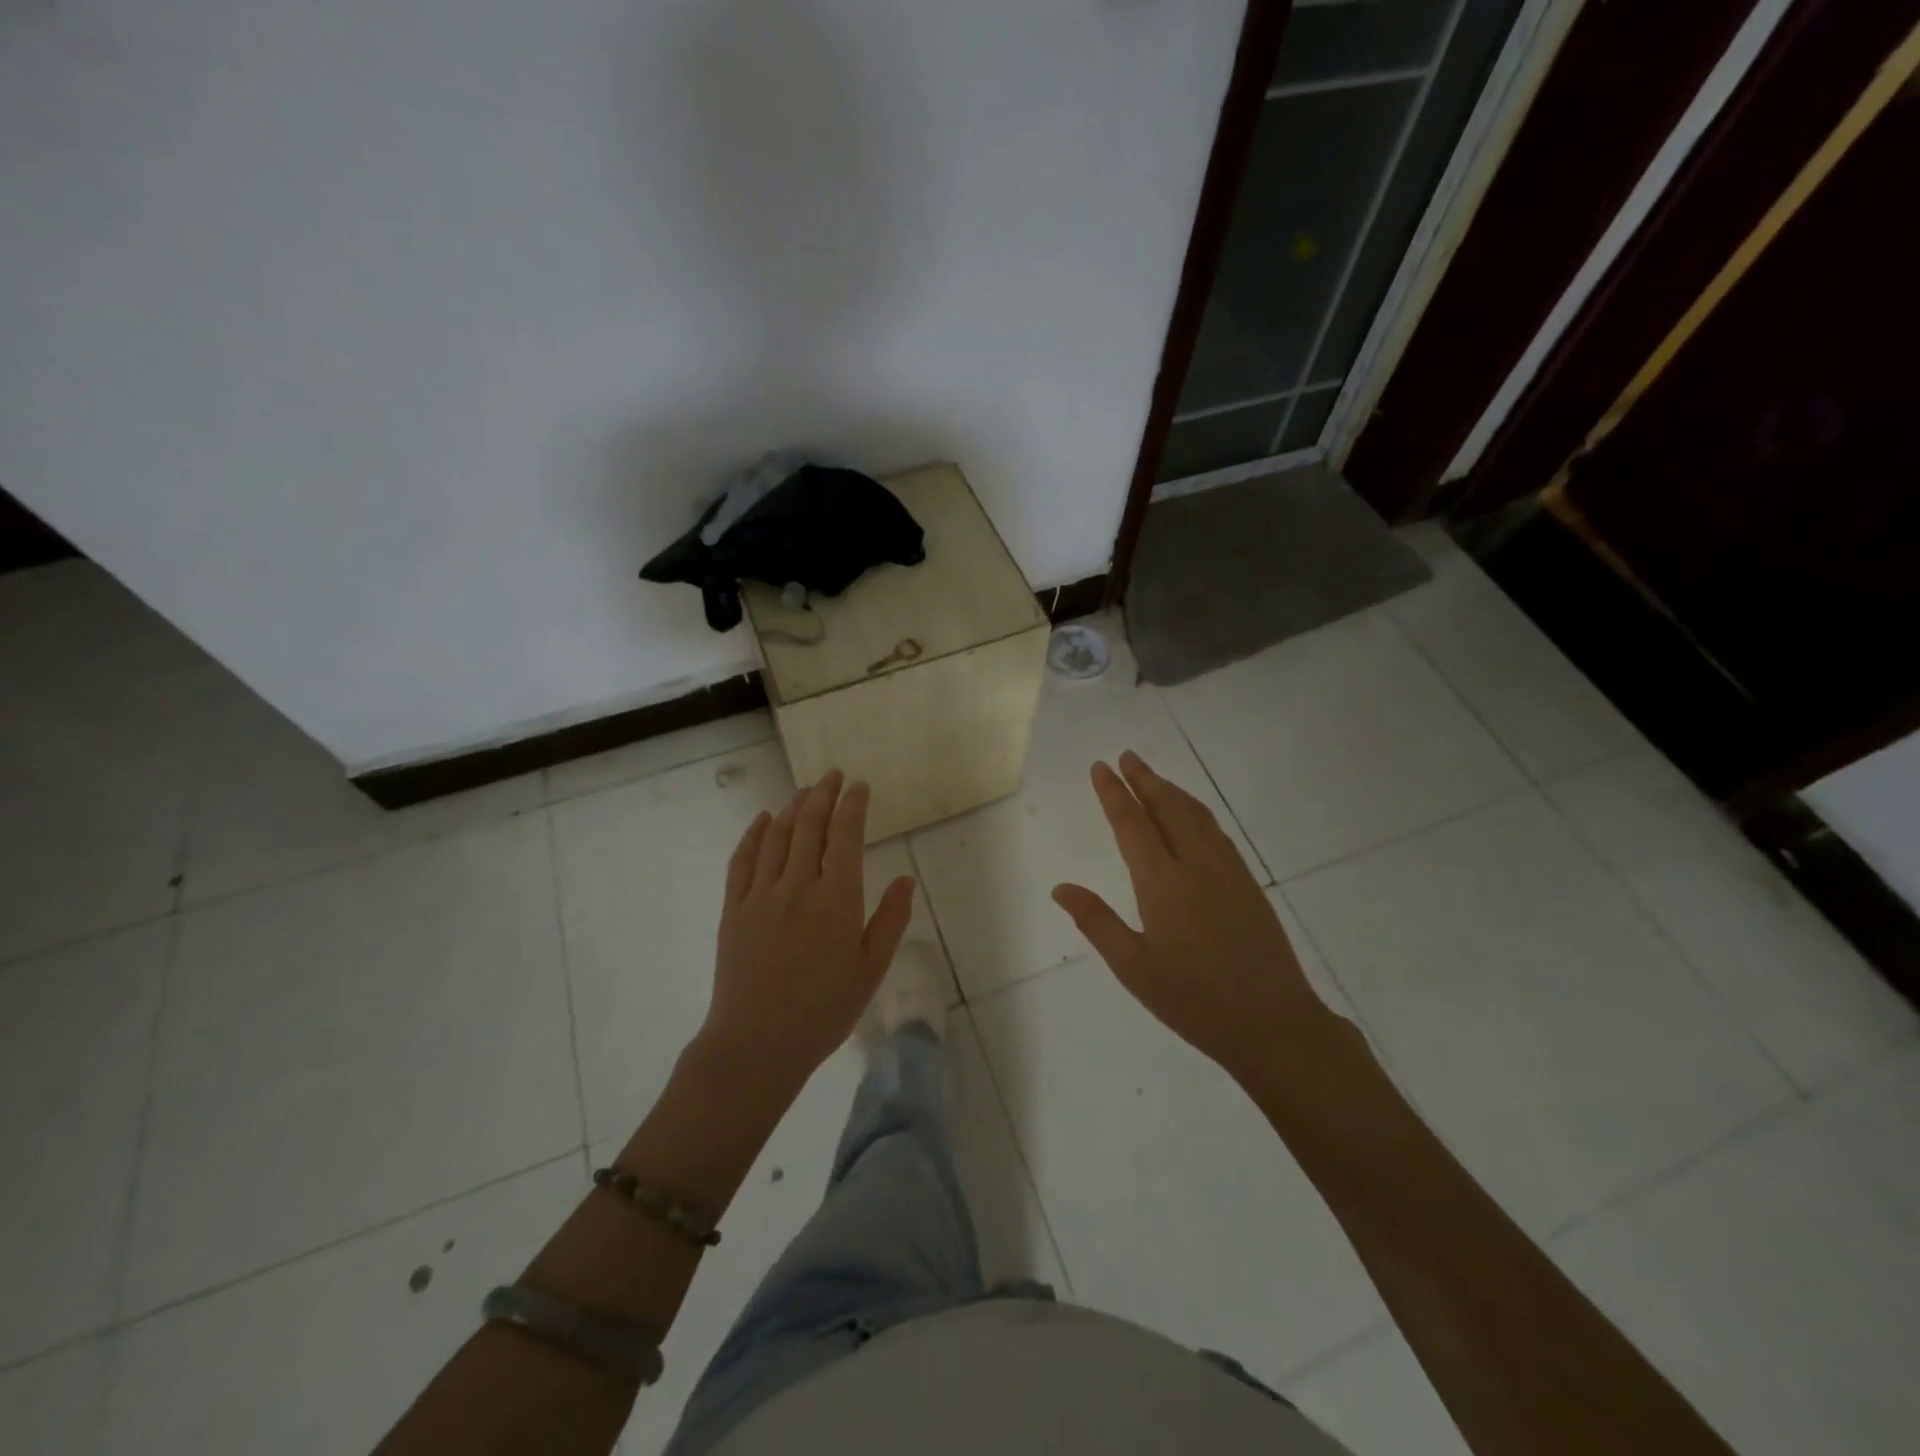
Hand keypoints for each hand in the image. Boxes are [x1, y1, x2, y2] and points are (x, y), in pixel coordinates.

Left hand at [702, 771, 917, 1084]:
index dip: (853, 805)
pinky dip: (754, 833)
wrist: (757, 1044)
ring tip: (805, 791)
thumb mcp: (870, 970)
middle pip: (810, 825)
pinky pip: (742, 859)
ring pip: (778, 835)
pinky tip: (763, 818)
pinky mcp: (733, 908)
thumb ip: (890, 921)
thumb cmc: (823, 1011)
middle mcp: (798, 886)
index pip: (845, 835)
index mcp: (837, 900)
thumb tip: (906, 880)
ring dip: (793, 807)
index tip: (859, 786)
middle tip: (833, 775)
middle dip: (824, 794)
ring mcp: (761, 894)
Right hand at [1051, 752, 1337, 1083]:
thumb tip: (1061, 888)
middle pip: (1167, 808)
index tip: (1100, 767)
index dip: (1113, 793)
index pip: (1132, 824)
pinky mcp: (1248, 883)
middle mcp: (1196, 865)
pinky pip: (1216, 831)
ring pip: (1195, 815)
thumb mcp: (1133, 967)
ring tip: (1152, 776)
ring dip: (1171, 790)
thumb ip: (1096, 921)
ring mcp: (1227, 871)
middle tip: (1126, 756)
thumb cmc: (1193, 1000)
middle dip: (1144, 779)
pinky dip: (1196, 811)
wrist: (1272, 1023)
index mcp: (1162, 883)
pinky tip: (1192, 815)